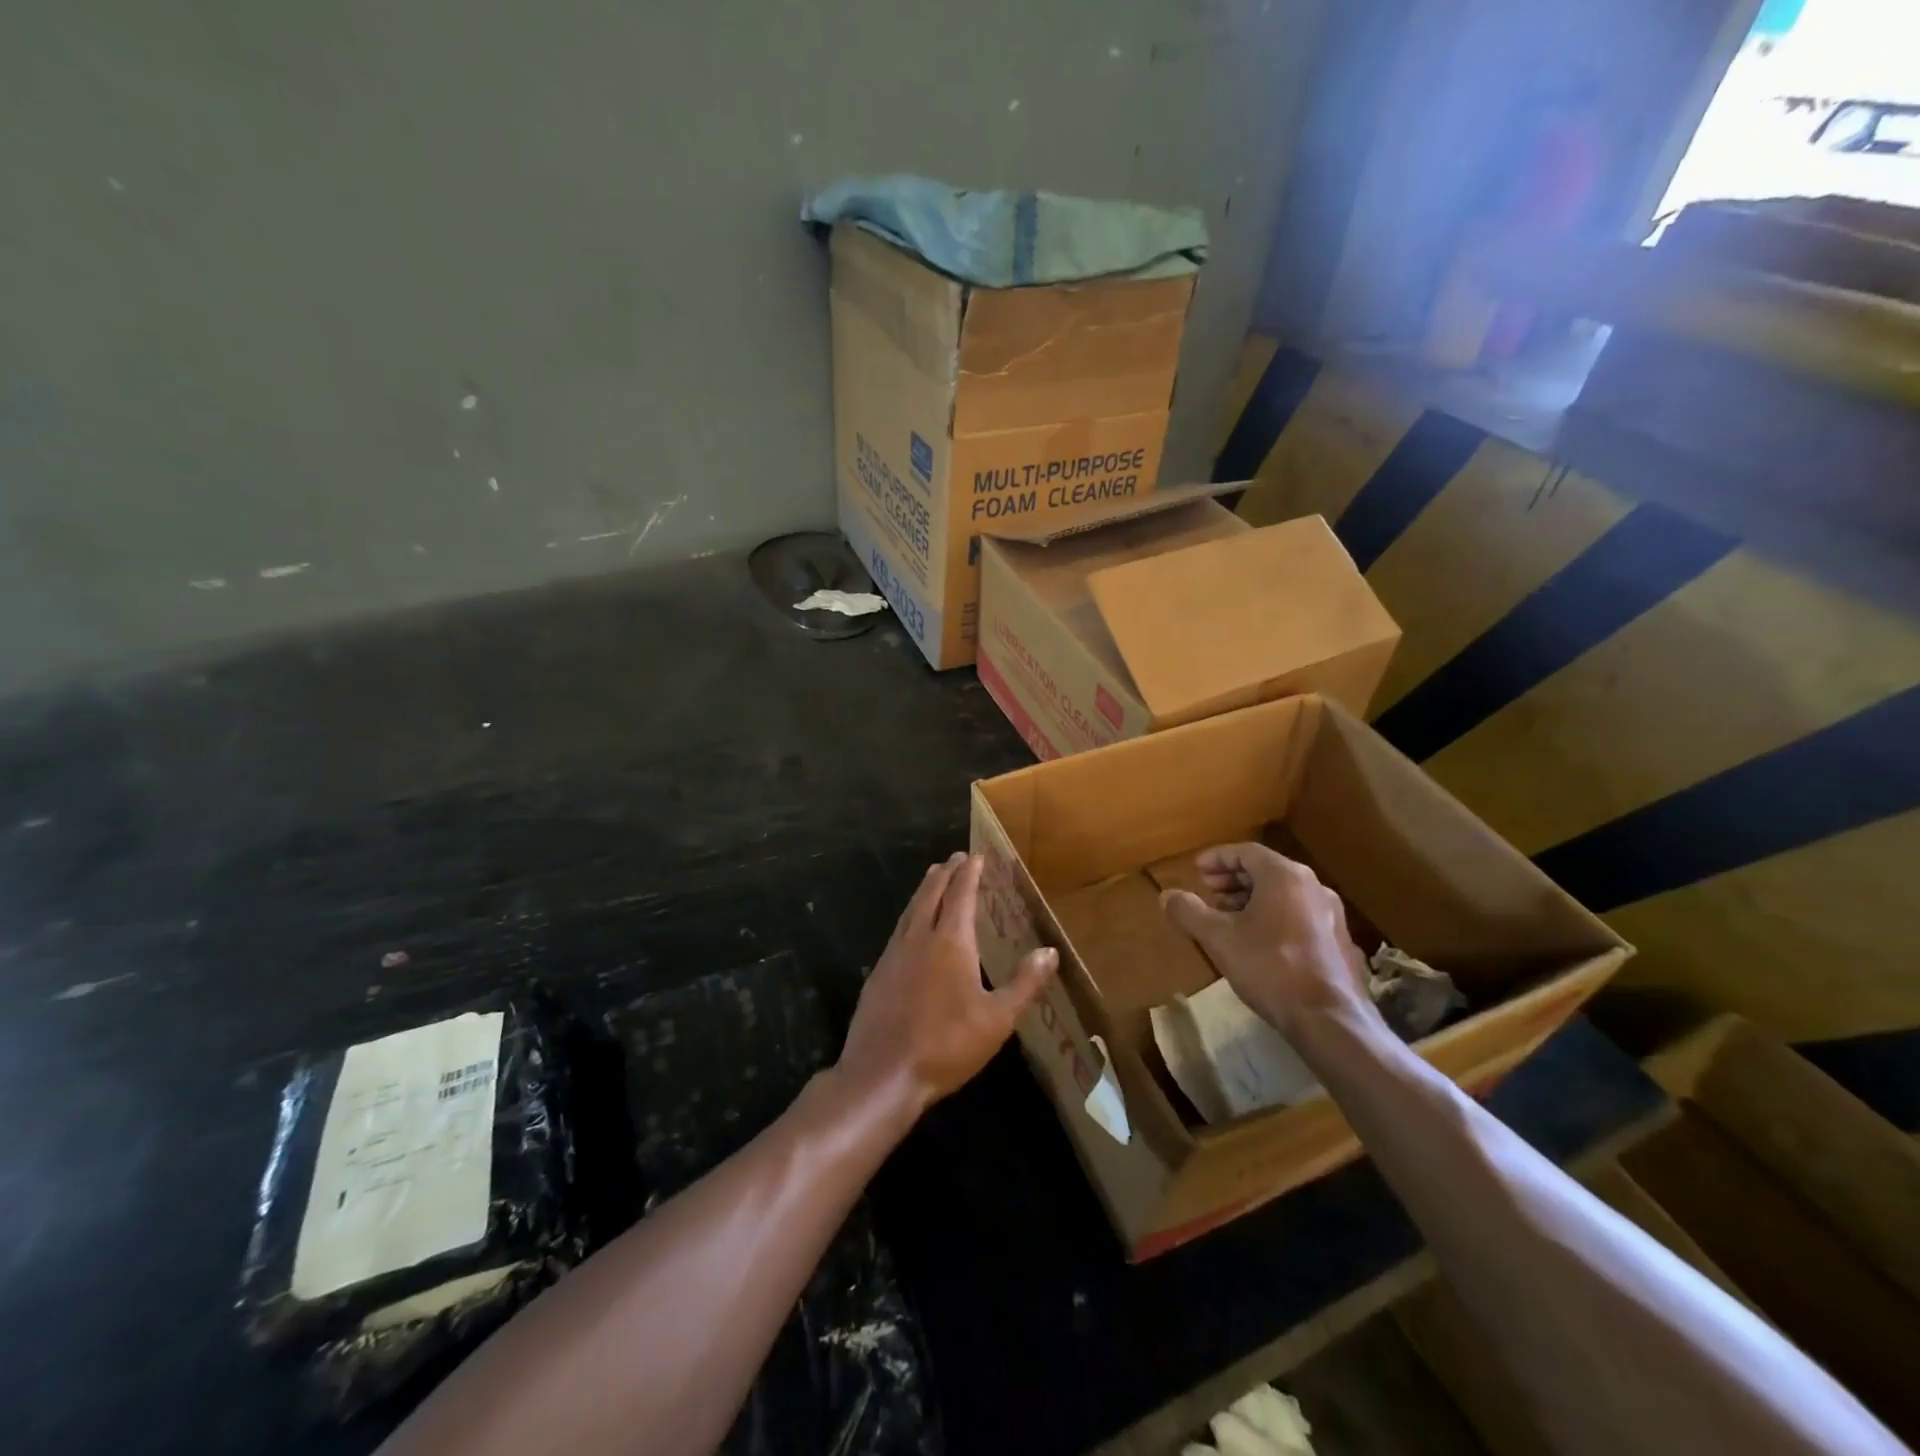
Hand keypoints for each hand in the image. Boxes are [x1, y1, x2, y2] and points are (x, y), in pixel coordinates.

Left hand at [838, 852, 1057, 1121]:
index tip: (976, 856)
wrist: (883, 1074)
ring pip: (910, 910)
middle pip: (931, 894)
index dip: (969, 873)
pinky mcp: (877, 974)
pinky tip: (911, 927)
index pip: (960, 894)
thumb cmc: (946, 1045)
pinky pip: (898, 931)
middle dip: (945, 873)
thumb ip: (1024, 983)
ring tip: (933, 879)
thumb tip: (1050, 951)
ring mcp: (893, 955)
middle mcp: (919, 938)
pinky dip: (910, 916)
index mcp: (951, 942)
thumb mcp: (997, 1019)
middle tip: (955, 858)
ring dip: (924, 890)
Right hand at [1160, 843, 1375, 1039]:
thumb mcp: (1218, 938)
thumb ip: (1189, 912)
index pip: (1246, 852)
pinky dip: (1273, 915)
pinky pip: (1299, 914)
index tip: (1197, 869)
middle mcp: (1313, 886)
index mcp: (1285, 876)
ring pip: (1284, 893)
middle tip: (1208, 890)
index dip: (1218, 858)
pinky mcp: (1339, 941)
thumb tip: (1166, 895)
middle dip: (1233, 878)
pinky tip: (1257, 940)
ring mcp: (1330, 914)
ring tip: (1228, 916)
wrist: (1330, 1020)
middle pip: (1267, 870)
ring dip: (1252, 898)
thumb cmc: (1270, 967)